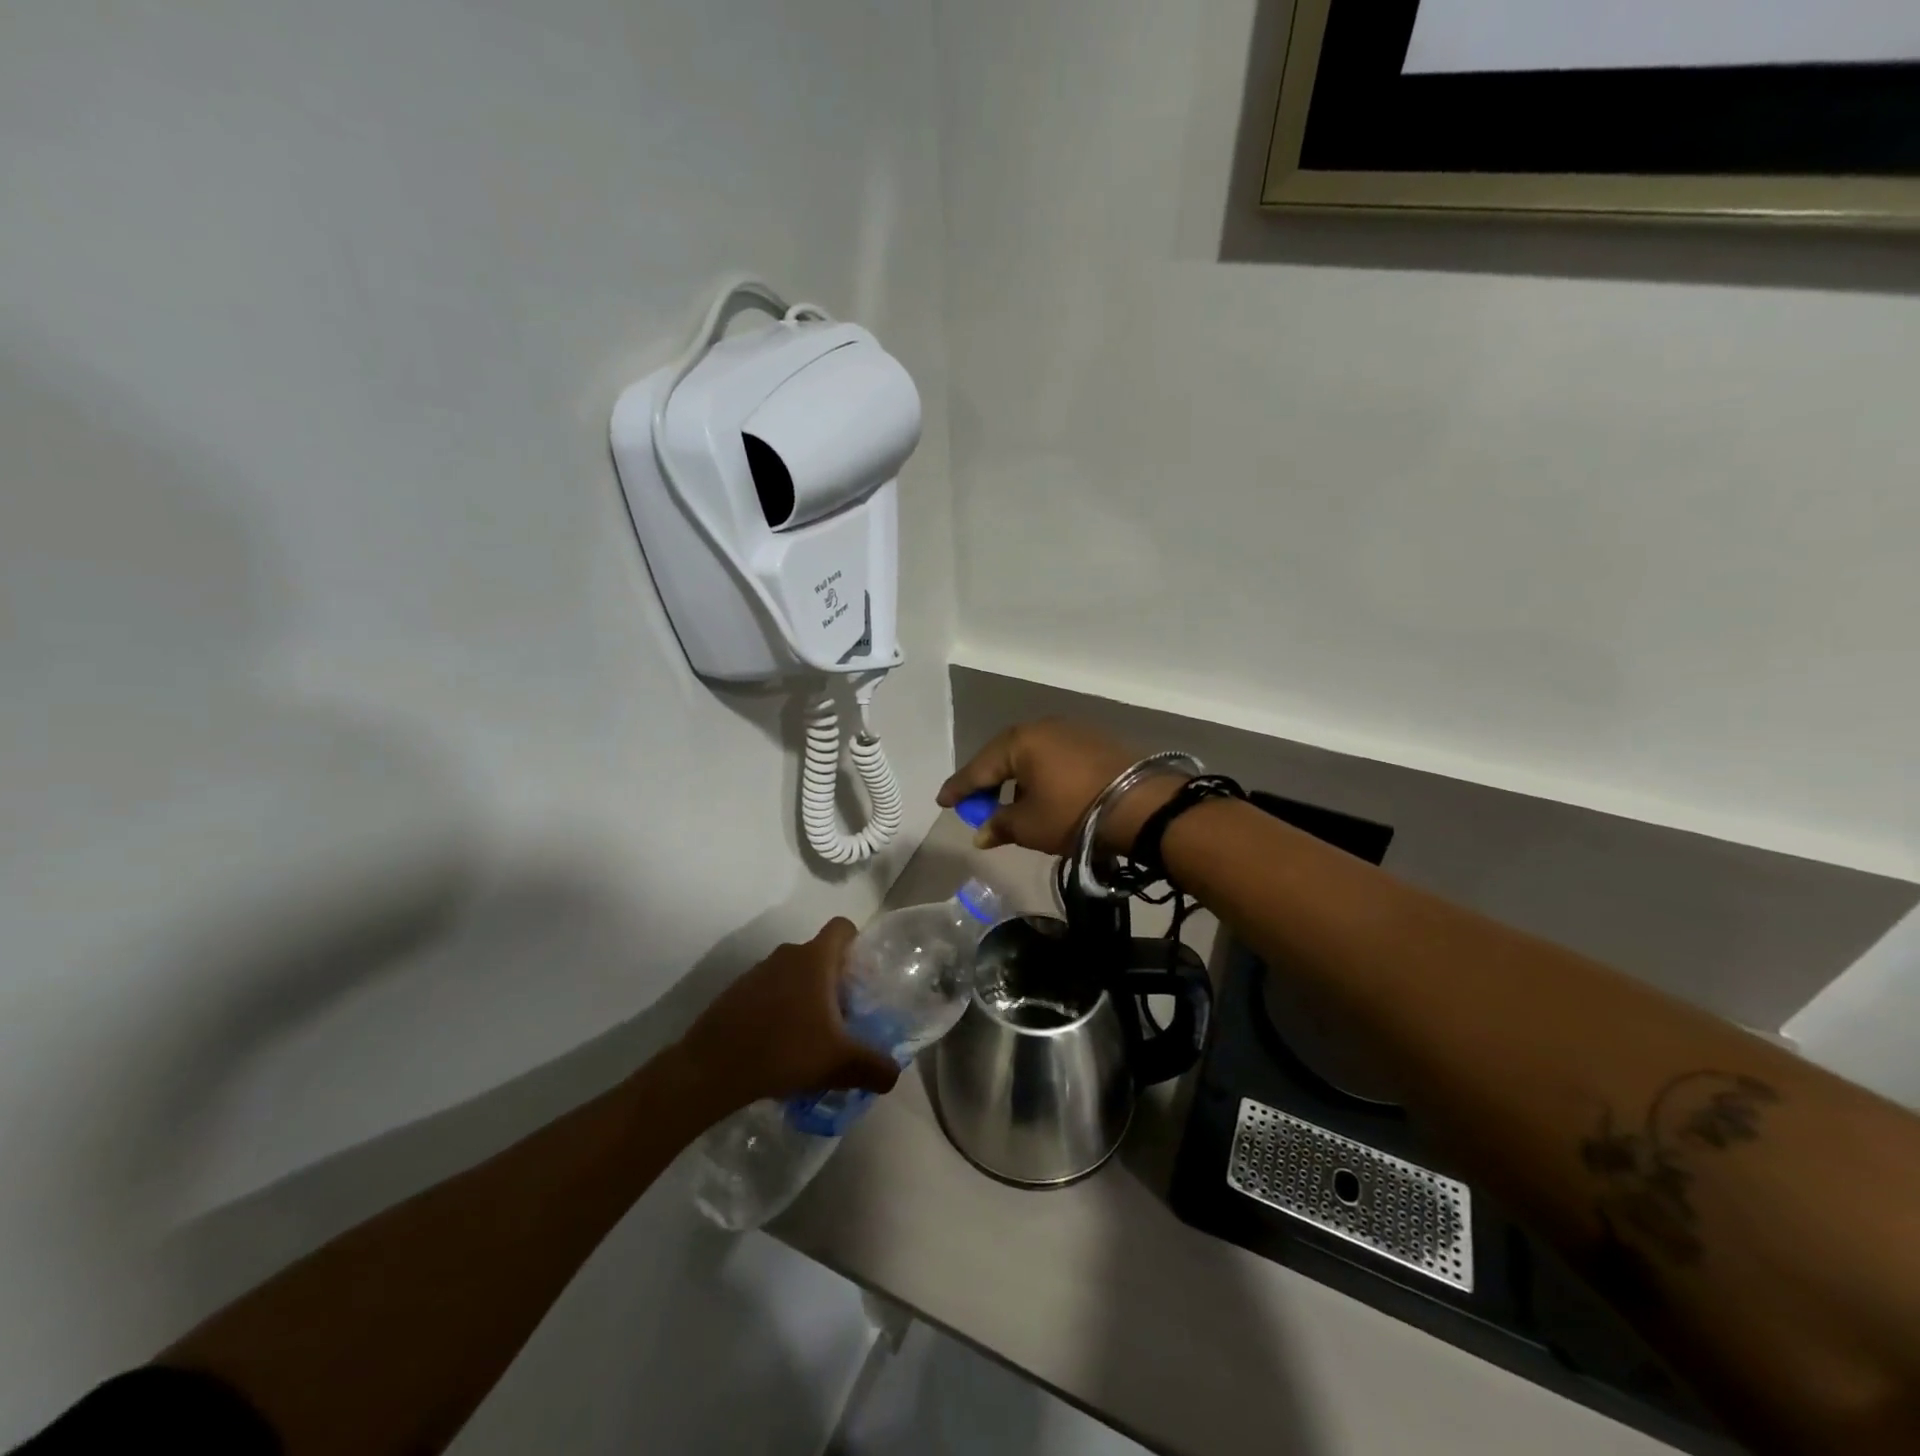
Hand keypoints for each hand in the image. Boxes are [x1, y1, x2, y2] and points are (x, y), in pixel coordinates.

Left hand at [677, 920, 900, 1108]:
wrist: (710, 1069)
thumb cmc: (784, 1051)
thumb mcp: (839, 1063)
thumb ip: (874, 1066)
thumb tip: (894, 1074)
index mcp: (814, 959)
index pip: (842, 927)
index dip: (857, 943)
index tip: (863, 975)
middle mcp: (786, 955)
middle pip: (819, 955)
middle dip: (834, 981)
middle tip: (845, 1016)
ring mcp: (756, 973)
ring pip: (792, 975)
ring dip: (805, 997)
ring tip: (812, 1037)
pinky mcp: (735, 993)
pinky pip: (768, 992)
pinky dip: (779, 1010)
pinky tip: (780, 1046)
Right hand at [936, 718, 1186, 857]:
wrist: (1142, 805)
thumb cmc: (1074, 813)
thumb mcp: (1030, 826)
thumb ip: (999, 826)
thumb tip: (981, 833)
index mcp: (1019, 742)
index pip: (979, 767)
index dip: (959, 788)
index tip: (942, 801)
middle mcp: (1042, 728)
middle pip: (1003, 756)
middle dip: (987, 781)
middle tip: (973, 803)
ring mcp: (1071, 731)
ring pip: (1030, 755)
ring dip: (1015, 779)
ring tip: (1009, 804)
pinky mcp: (1094, 742)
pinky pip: (1053, 757)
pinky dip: (1039, 775)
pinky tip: (1042, 794)